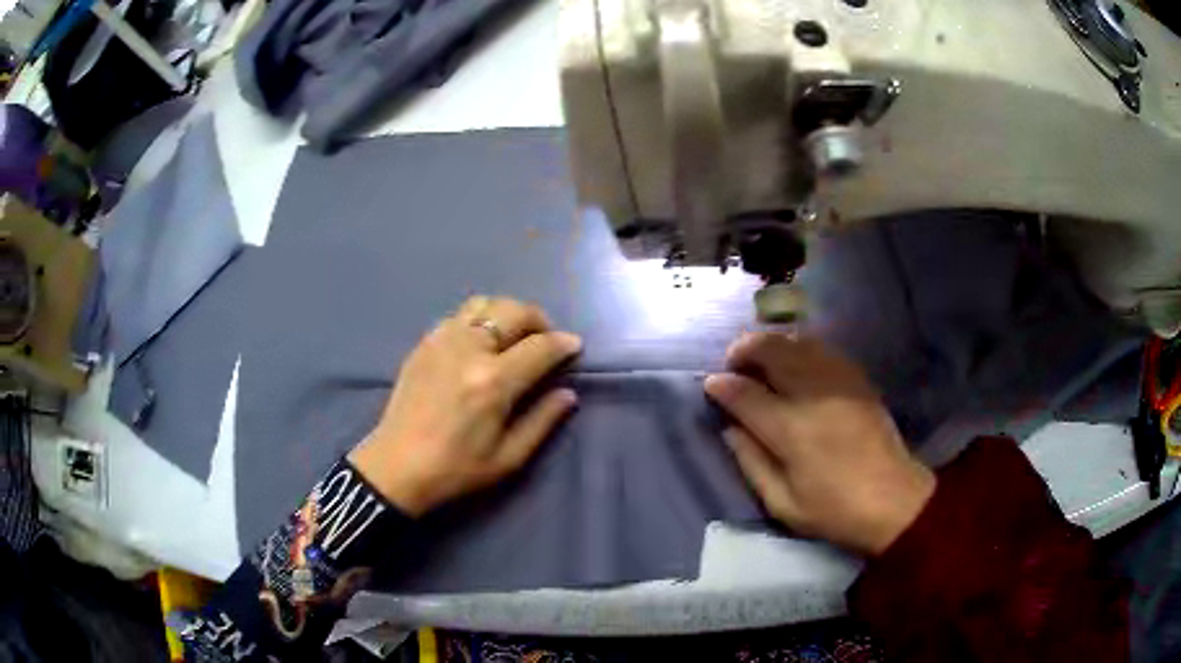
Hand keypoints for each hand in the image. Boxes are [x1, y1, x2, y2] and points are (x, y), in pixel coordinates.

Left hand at [349, 296, 581, 515]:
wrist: (397, 467)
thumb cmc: (456, 469)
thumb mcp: (508, 458)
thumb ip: (542, 421)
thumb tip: (567, 394)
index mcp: (493, 381)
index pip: (540, 347)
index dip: (563, 344)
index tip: (574, 346)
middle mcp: (469, 349)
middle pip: (514, 311)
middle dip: (539, 320)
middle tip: (545, 340)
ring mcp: (442, 341)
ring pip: (484, 304)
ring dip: (507, 314)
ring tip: (513, 336)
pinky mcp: (424, 343)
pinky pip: (458, 316)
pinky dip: (479, 320)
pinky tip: (480, 344)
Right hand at [704, 332, 934, 555]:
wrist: (893, 499)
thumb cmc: (834, 509)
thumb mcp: (781, 502)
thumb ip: (750, 461)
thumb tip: (730, 427)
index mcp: (791, 429)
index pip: (745, 392)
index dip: (722, 385)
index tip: (711, 386)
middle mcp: (813, 394)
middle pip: (770, 349)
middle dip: (743, 350)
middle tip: (734, 366)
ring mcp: (839, 381)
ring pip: (795, 340)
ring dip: (771, 345)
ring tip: (761, 363)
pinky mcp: (857, 378)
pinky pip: (821, 348)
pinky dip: (798, 348)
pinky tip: (795, 365)